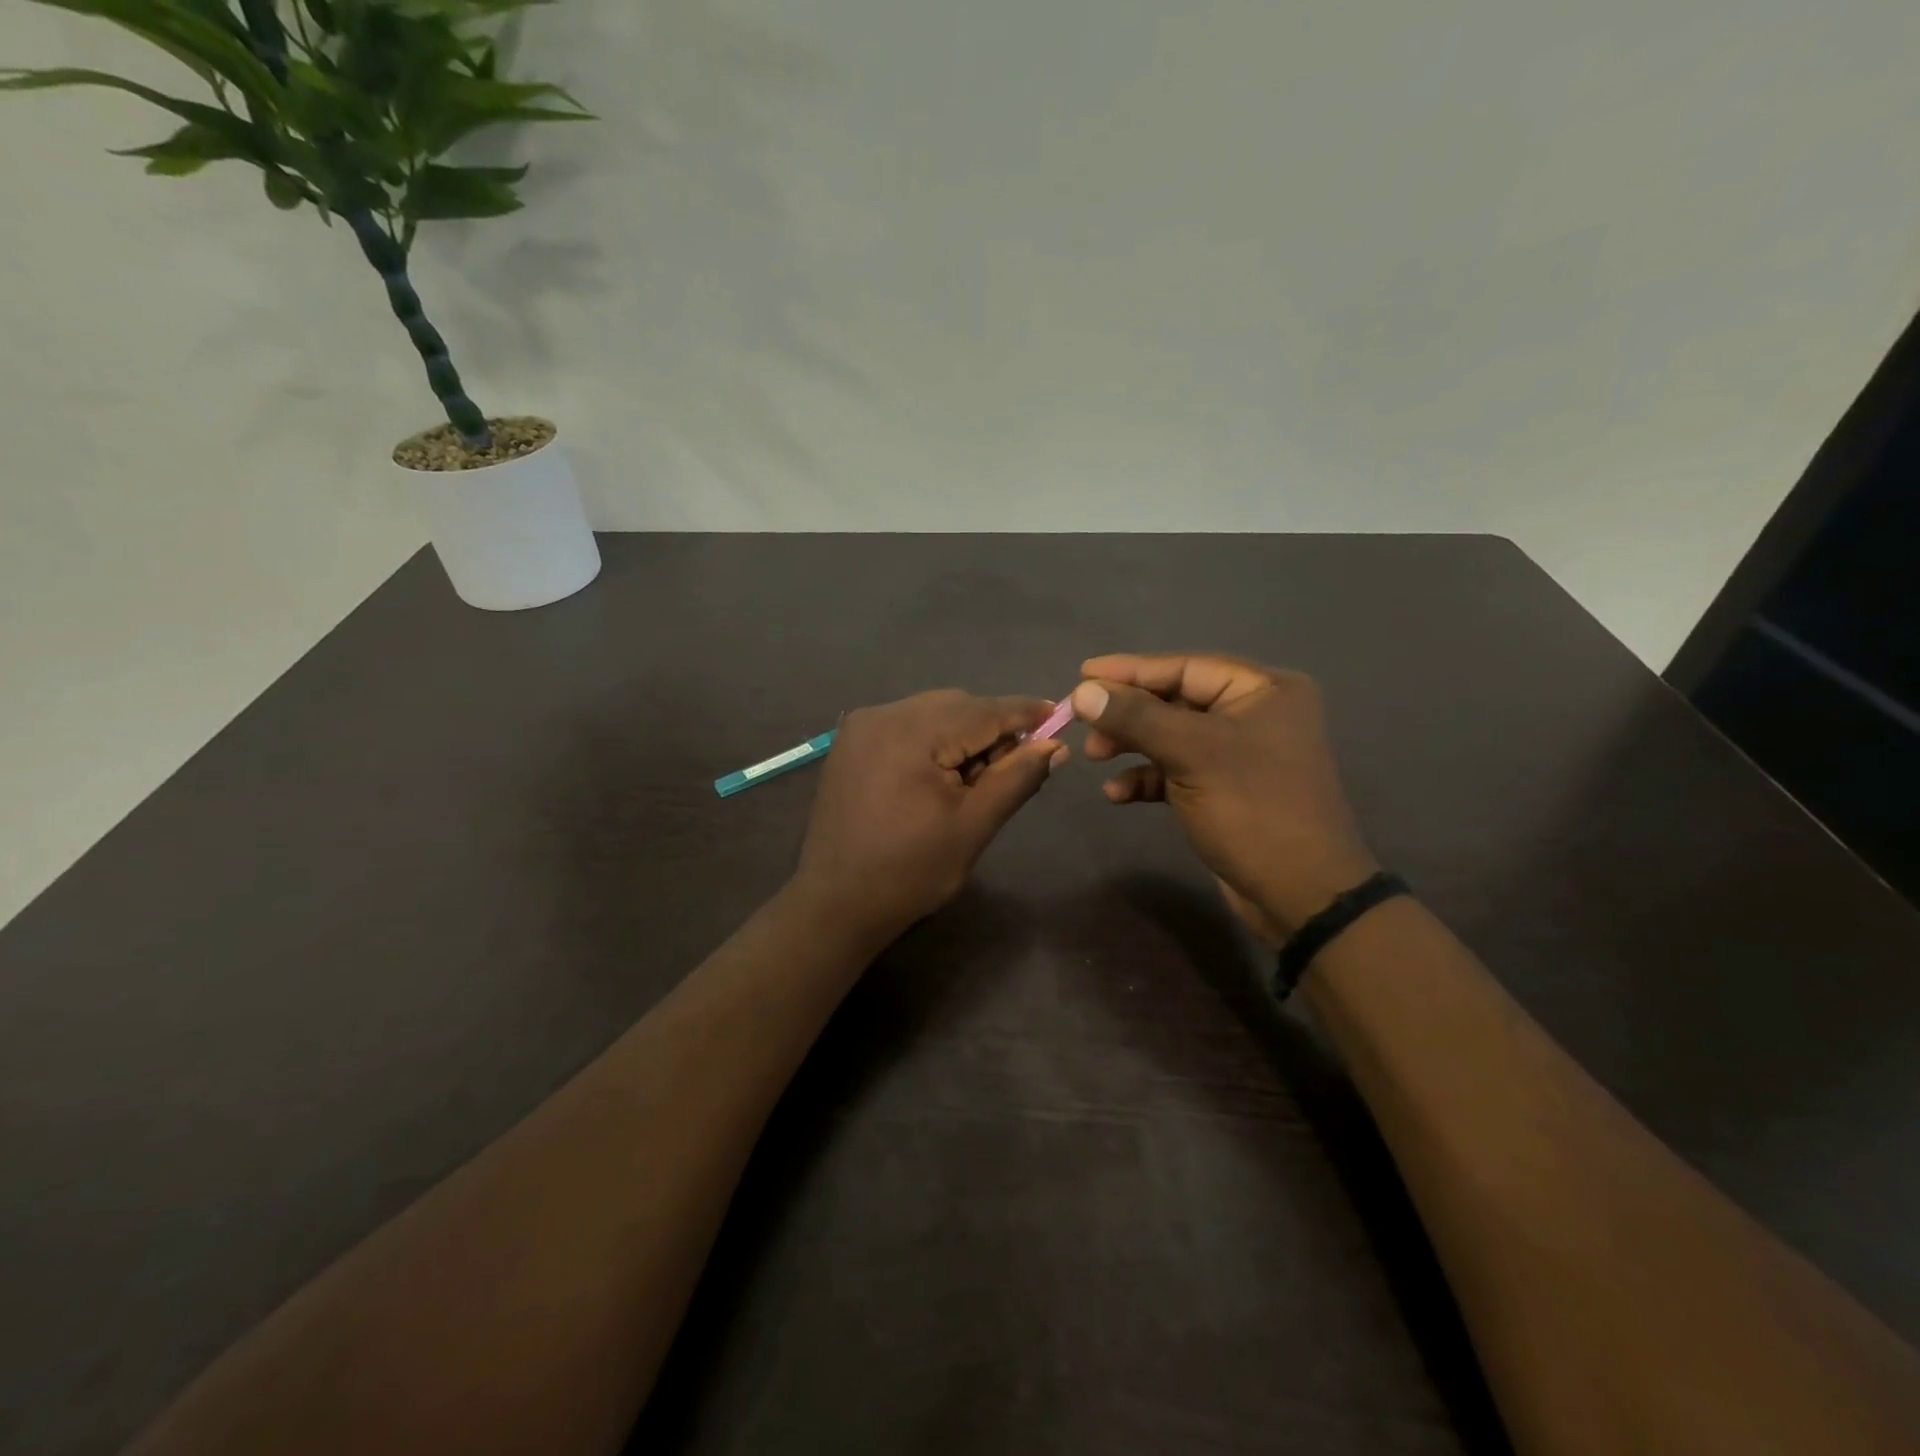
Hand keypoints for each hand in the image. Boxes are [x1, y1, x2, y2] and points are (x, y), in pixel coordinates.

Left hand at [793, 690, 1066, 942]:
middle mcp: (883, 714)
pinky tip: (942, 774)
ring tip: (976, 778)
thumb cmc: (911, 871)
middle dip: (992, 728)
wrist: (836, 904)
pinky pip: (907, 725)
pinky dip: (934, 740)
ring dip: (963, 734)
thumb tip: (1055, 745)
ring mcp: (862, 726)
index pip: (982, 710)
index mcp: (911, 732)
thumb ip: (1016, 778)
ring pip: (932, 712)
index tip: (1059, 714)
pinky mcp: (852, 743)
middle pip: (956, 705)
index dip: (1024, 712)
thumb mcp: (973, 826)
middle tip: (1017, 764)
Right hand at [1072, 654, 1376, 942]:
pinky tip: (1117, 794)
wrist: (1301, 895)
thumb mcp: (1192, 754)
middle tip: (1084, 725)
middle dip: (1128, 714)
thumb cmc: (1253, 809)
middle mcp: (1255, 714)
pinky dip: (1148, 778)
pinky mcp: (1227, 789)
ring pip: (1172, 736)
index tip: (1082, 674)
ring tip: (1094, 757)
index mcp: (1263, 690)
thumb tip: (1081, 691)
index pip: (1185, 668)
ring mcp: (1241, 754)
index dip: (1131, 670)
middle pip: (1175, 700)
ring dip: (1132, 746)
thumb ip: (1136, 717)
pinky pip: (1178, 770)